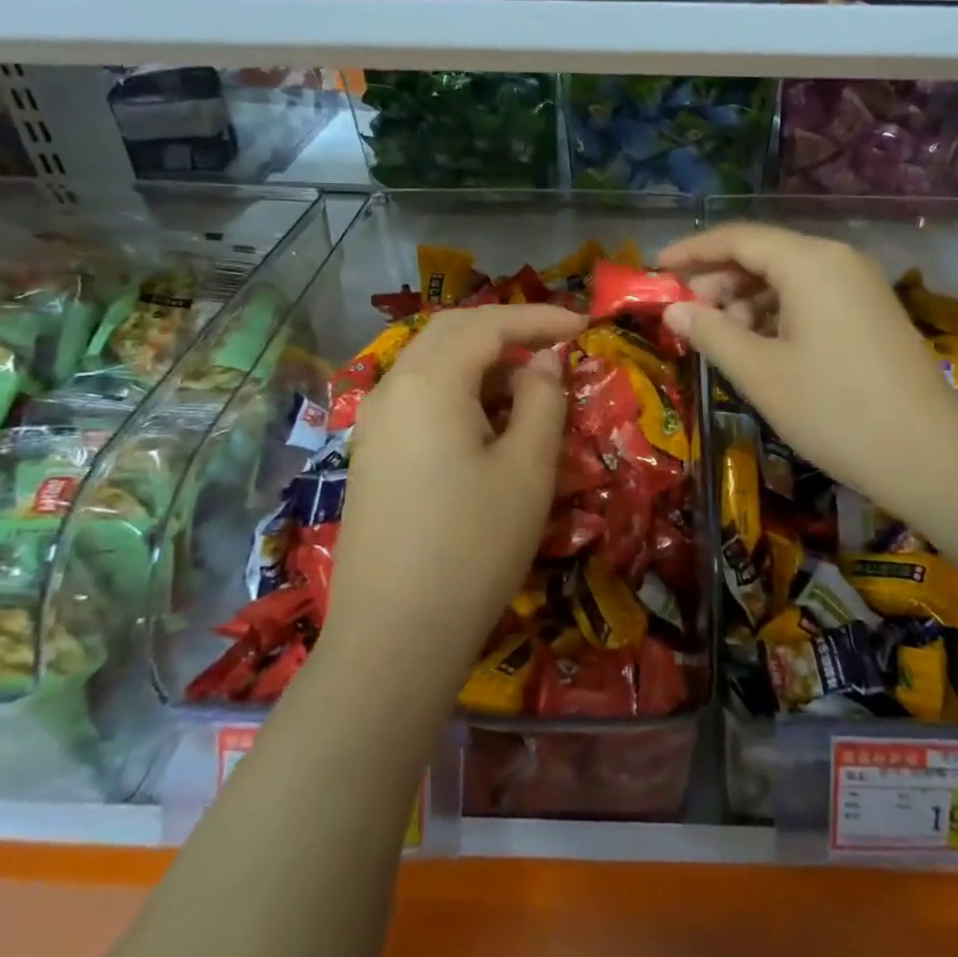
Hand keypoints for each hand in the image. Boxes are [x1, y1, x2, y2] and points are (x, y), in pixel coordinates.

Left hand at [325, 304, 583, 686]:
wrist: (393, 639)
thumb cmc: (473, 546)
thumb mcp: (528, 468)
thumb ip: (542, 399)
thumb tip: (544, 360)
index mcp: (429, 383)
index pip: (488, 324)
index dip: (539, 317)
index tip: (584, 325)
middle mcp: (392, 390)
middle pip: (452, 332)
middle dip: (507, 328)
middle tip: (556, 342)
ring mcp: (374, 423)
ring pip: (432, 362)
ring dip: (482, 358)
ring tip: (530, 381)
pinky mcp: (372, 455)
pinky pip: (419, 396)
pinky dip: (459, 388)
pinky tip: (488, 419)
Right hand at [658, 224, 957, 526]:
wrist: (930, 457)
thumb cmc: (834, 410)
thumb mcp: (760, 373)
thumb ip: (711, 332)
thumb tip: (674, 309)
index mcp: (810, 262)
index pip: (738, 238)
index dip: (692, 251)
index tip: (656, 269)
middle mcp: (838, 260)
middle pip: (764, 254)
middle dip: (719, 280)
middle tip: (685, 314)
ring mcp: (860, 286)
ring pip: (788, 278)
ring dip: (748, 301)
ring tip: (721, 338)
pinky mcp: (872, 313)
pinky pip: (813, 297)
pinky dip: (778, 314)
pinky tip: (761, 347)